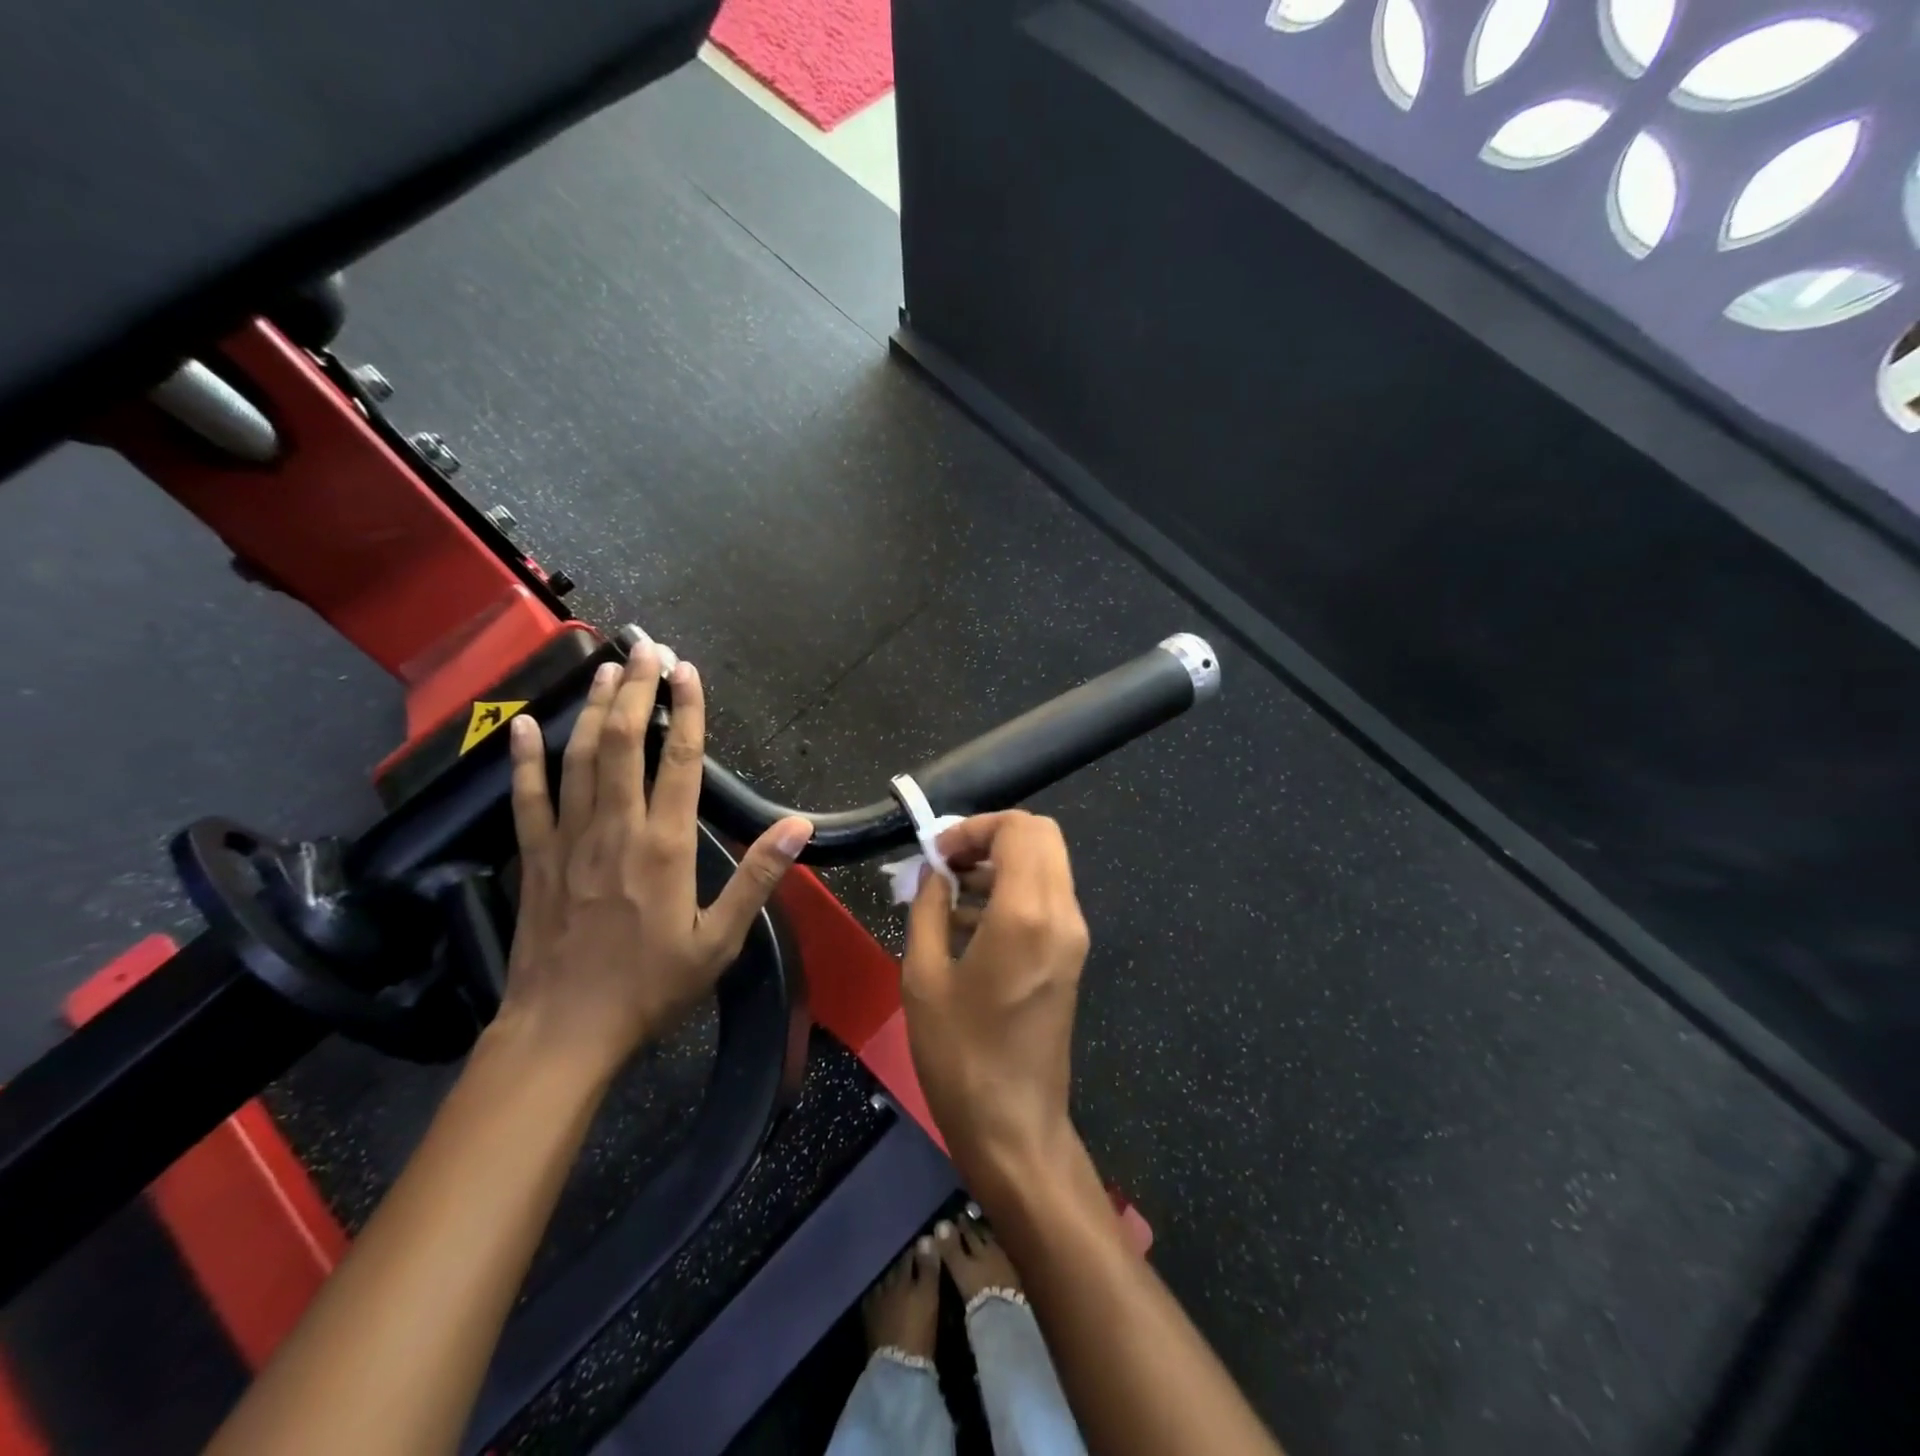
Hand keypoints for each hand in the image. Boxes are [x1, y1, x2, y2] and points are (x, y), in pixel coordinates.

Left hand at [501, 646, 812, 1075]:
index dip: (686, 711)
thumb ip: (757, 877)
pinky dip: (526, 759)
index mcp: (665, 846)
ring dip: (594, 709)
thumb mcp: (718, 940)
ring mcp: (568, 840)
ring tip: (608, 668)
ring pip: (580, 758)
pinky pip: (528, 798)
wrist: (563, 1032)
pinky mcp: (534, 858)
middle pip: (623, 743)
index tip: (689, 672)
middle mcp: (616, 828)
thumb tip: (797, 826)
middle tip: (648, 649)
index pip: (679, 761)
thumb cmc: (650, 987)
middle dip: (638, 691)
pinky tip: (524, 725)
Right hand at [902, 811, 1089, 1189]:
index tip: (937, 852)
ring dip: (1001, 862)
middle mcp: (1062, 914)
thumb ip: (928, 907)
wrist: (1014, 1128)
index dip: (975, 827)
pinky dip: (1013, 890)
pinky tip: (968, 922)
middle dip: (991, 836)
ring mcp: (1073, 936)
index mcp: (1026, 914)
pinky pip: (1047, 897)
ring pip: (1047, 864)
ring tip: (949, 891)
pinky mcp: (1072, 956)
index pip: (1019, 829)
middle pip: (1041, 836)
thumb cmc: (960, 1056)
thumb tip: (934, 869)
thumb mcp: (923, 977)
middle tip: (946, 862)